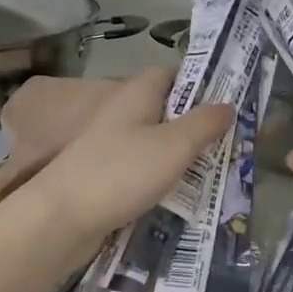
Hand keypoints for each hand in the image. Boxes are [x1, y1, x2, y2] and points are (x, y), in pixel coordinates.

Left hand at [27, 69, 232, 244]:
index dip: (199, 83)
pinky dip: (163, 179)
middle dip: (196, 125)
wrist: (62, 218)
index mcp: (137, 95)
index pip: (171, 74)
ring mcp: (111, 147)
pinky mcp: (106, 177)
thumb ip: (204, 124)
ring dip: (182, 155)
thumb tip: (229, 104)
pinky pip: (143, 170)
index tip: (228, 102)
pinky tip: (182, 195)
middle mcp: (122, 114)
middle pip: (166, 111)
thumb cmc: (122, 172)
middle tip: (230, 143)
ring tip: (215, 171)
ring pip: (156, 143)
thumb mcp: (174, 145)